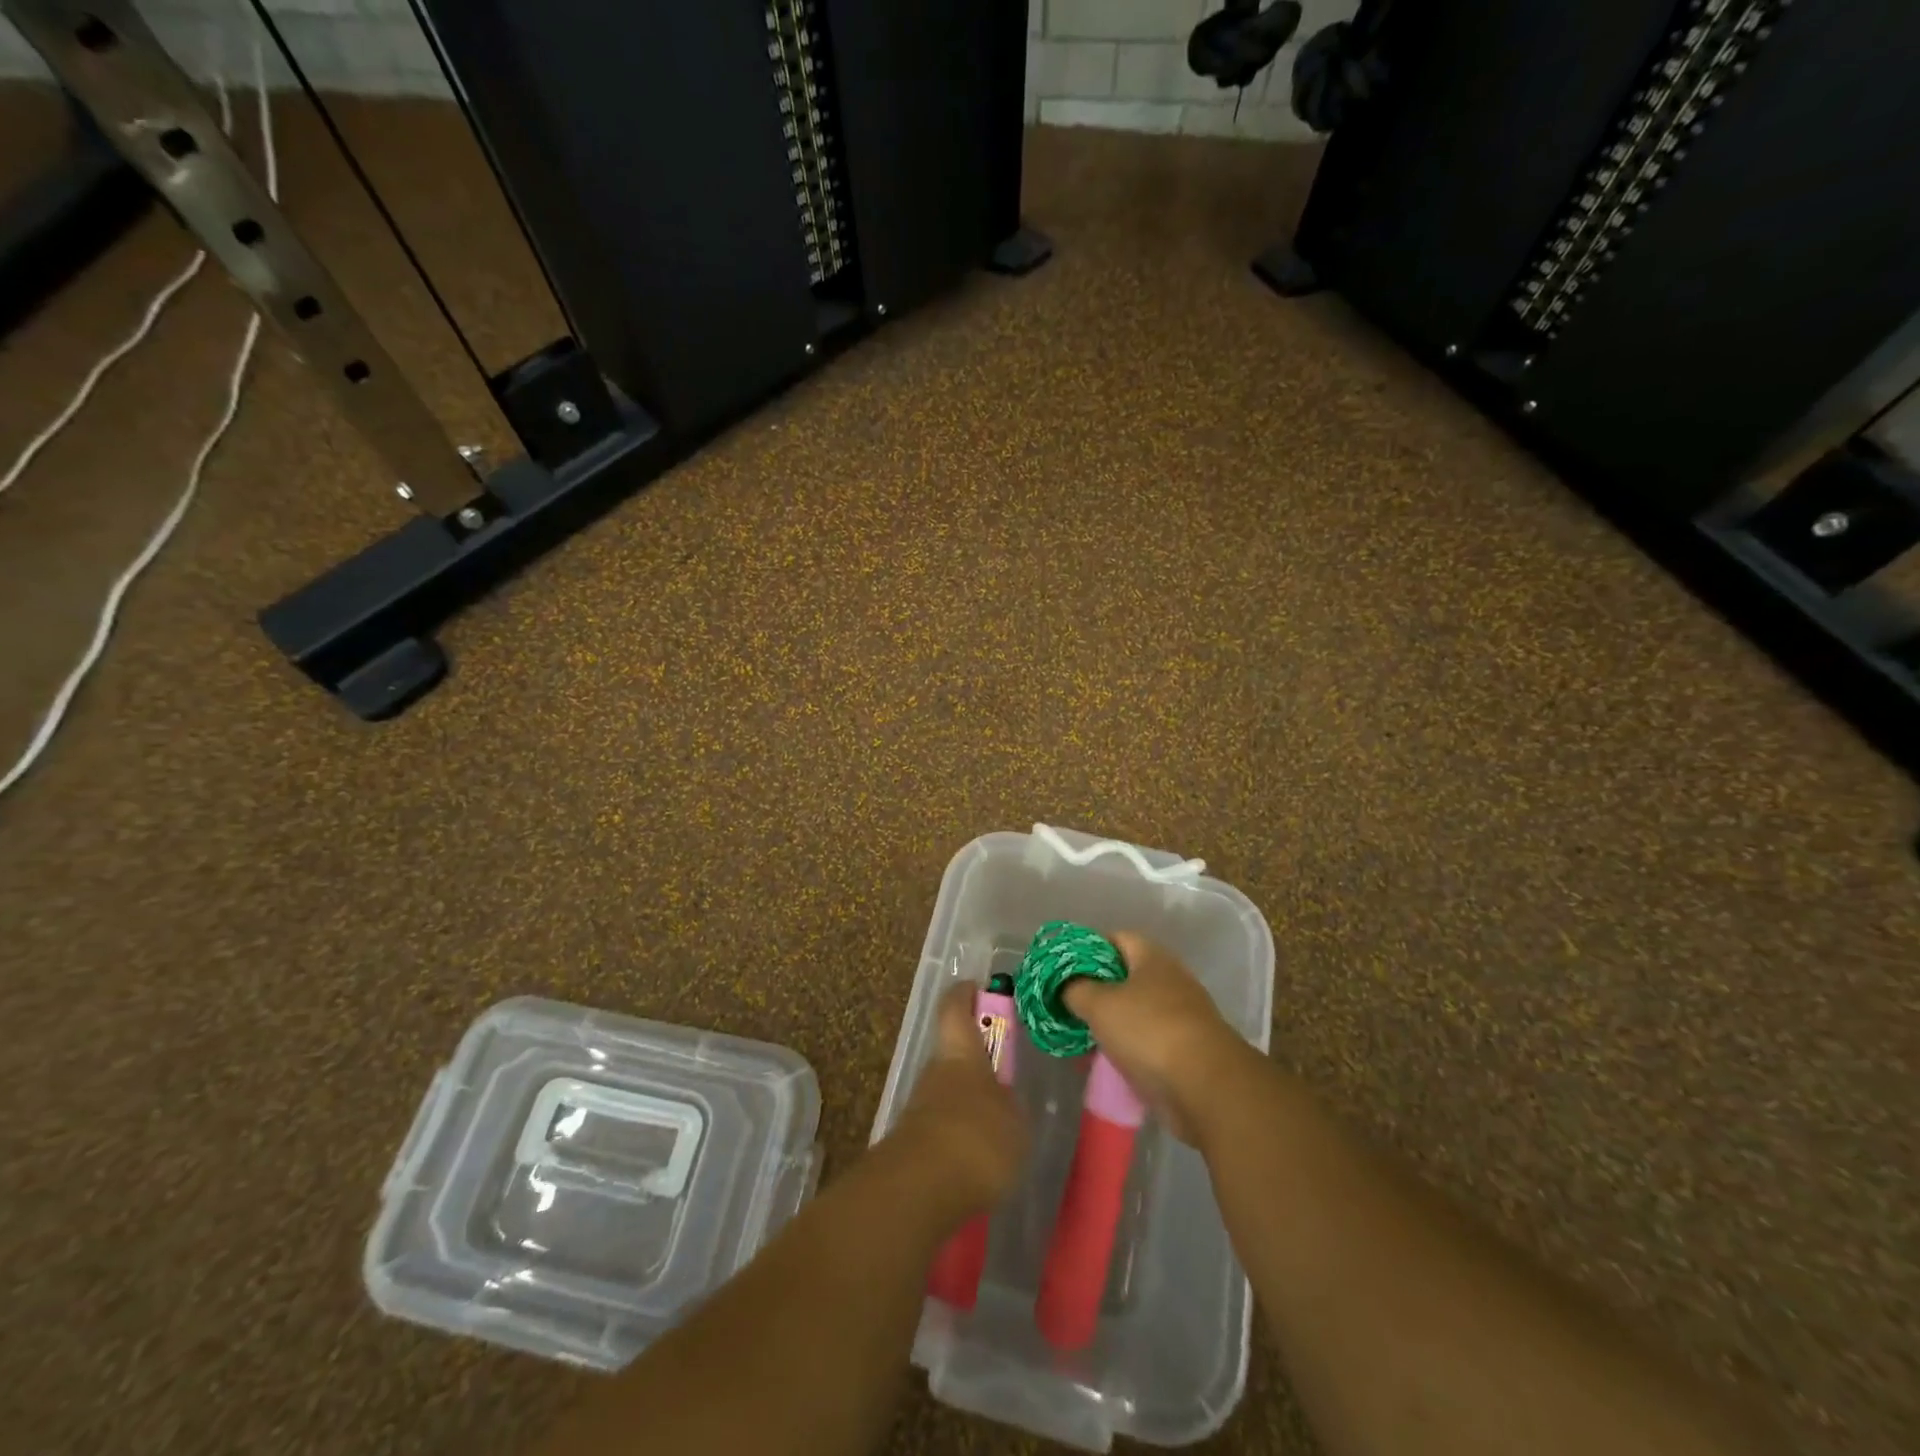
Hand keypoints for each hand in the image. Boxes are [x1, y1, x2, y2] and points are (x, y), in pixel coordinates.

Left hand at [885, 985, 1028, 1216]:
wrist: (921, 1189)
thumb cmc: (977, 1137)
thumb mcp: (1015, 1122)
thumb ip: (1011, 1106)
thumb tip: (1006, 1100)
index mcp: (961, 1053)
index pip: (955, 1008)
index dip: (964, 994)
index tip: (976, 987)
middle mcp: (936, 1071)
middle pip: (953, 1054)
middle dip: (976, 1062)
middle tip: (1005, 1076)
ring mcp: (920, 1107)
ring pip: (948, 1092)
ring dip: (968, 1102)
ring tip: (1000, 1125)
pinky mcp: (914, 1143)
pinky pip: (943, 1128)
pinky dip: (961, 1135)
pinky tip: (982, 1158)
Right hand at [1062, 934, 1251, 1143]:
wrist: (1206, 1088)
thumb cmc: (1149, 1031)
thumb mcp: (1100, 1004)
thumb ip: (1075, 989)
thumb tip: (1065, 986)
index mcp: (1153, 958)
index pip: (1116, 938)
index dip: (1087, 948)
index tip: (1063, 968)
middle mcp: (1170, 980)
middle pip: (1125, 976)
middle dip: (1095, 990)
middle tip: (1066, 1004)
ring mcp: (1180, 1017)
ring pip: (1134, 1011)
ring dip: (1108, 1023)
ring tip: (1078, 1035)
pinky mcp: (1184, 1051)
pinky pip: (1145, 1042)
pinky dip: (1124, 1048)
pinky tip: (1102, 1062)